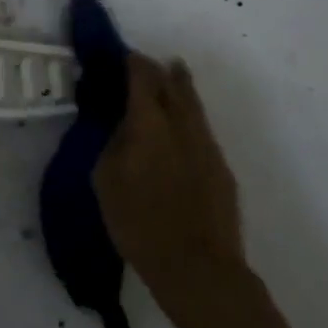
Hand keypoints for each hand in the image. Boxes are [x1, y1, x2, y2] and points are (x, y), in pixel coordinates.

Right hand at [94, 53, 247, 323]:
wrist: (198, 269)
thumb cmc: (140, 224)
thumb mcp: (106, 179)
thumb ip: (112, 141)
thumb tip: (120, 122)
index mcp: (149, 121)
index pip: (142, 75)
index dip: (132, 61)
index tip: (122, 58)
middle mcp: (181, 123)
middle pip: (172, 81)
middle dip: (156, 69)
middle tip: (142, 68)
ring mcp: (206, 144)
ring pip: (192, 102)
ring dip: (179, 86)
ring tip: (171, 76)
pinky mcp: (221, 167)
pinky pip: (202, 128)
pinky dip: (189, 116)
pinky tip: (181, 126)